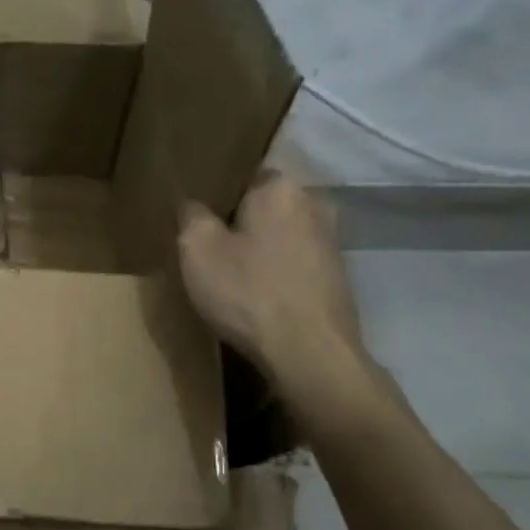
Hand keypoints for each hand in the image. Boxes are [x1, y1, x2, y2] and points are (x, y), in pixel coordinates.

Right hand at [177, 173, 373, 421]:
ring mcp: (333, 243)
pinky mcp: (338, 278)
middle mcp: (315, 204)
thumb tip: (194, 206)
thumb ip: (191, 216)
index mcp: (280, 187)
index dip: (217, 196)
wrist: (309, 354)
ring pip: (283, 236)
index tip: (198, 219)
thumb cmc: (248, 292)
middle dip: (241, 223)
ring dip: (261, 250)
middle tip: (210, 248)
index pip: (243, 175)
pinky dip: (278, 274)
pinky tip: (259, 296)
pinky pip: (296, 263)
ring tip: (233, 274)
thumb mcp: (196, 249)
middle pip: (265, 206)